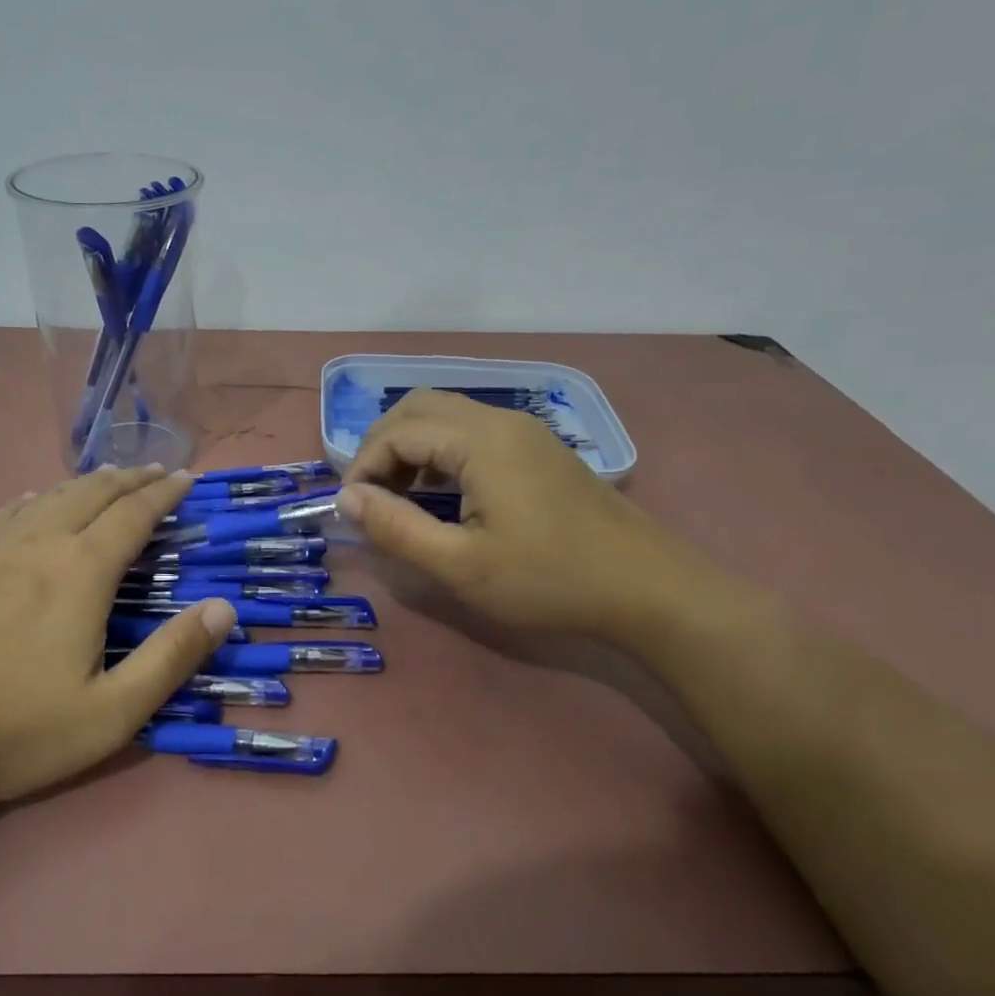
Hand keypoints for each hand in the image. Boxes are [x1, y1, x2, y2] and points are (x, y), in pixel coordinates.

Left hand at [0, 466, 236, 805]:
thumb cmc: (16, 731)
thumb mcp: (112, 713)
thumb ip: (172, 658)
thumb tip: (225, 608)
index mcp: (82, 572)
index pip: (134, 514)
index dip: (164, 494)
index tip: (186, 479)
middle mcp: (40, 545)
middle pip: (93, 494)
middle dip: (131, 479)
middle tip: (157, 471)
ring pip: (49, 498)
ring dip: (86, 483)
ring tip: (108, 478)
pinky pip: (4, 514)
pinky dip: (33, 499)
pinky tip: (33, 502)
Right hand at [337, 391, 736, 653]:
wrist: (647, 589)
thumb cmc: (550, 579)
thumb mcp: (461, 566)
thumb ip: (396, 528)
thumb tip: (347, 498)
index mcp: (480, 441)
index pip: (398, 432)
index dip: (363, 466)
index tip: (352, 509)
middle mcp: (501, 421)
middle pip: (419, 407)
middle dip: (383, 445)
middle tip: (371, 495)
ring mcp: (525, 431)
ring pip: (447, 416)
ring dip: (412, 447)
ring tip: (400, 497)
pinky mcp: (538, 449)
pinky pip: (472, 432)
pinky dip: (441, 452)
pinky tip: (443, 494)